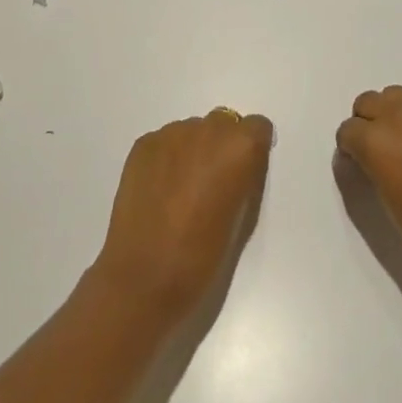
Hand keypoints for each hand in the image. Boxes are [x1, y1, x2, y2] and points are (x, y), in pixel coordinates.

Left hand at [92, 110, 274, 322]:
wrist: (143, 278)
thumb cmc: (202, 257)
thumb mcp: (242, 217)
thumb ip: (244, 178)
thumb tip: (237, 167)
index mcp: (239, 147)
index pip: (257, 127)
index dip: (252, 150)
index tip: (243, 173)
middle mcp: (208, 129)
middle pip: (223, 124)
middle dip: (221, 146)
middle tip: (211, 183)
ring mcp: (171, 134)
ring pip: (192, 131)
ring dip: (193, 151)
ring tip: (180, 190)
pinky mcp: (143, 145)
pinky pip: (165, 142)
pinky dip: (167, 159)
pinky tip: (159, 191)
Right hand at [336, 86, 401, 295]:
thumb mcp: (393, 208)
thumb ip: (375, 175)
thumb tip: (368, 162)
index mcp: (378, 142)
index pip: (348, 131)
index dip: (349, 150)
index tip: (357, 168)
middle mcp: (399, 117)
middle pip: (367, 102)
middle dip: (365, 124)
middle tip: (376, 156)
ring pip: (394, 96)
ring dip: (389, 115)